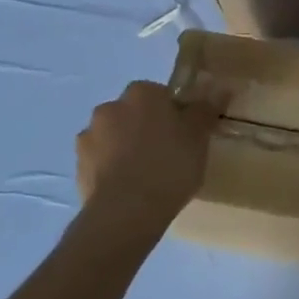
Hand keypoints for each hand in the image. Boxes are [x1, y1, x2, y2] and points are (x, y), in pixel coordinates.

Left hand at [76, 81, 221, 239]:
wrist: (127, 211)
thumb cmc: (170, 165)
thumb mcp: (199, 136)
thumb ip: (206, 108)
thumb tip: (220, 86)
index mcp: (141, 93)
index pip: (159, 94)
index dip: (172, 114)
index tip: (183, 136)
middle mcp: (110, 107)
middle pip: (133, 113)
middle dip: (145, 128)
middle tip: (167, 155)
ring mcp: (89, 137)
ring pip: (114, 137)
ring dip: (125, 148)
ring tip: (146, 177)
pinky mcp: (78, 166)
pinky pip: (100, 162)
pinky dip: (112, 170)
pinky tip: (128, 190)